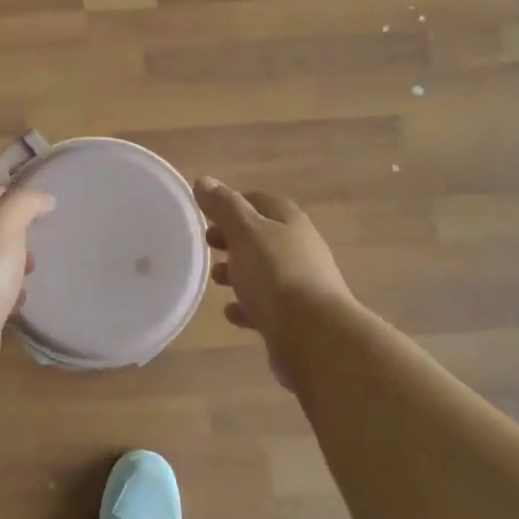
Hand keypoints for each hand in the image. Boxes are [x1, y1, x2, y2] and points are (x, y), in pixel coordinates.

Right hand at [196, 177, 353, 350]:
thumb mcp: (245, 233)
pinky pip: (267, 306)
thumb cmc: (276, 275)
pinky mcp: (296, 318)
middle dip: (233, 239)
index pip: (259, 201)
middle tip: (207, 245)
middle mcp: (300, 249)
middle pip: (262, 236)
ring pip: (264, 271)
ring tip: (216, 279)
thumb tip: (204, 180)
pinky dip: (248, 306)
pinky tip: (233, 313)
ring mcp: (301, 284)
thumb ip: (224, 207)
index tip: (206, 213)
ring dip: (239, 273)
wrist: (314, 337)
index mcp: (290, 222)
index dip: (233, 203)